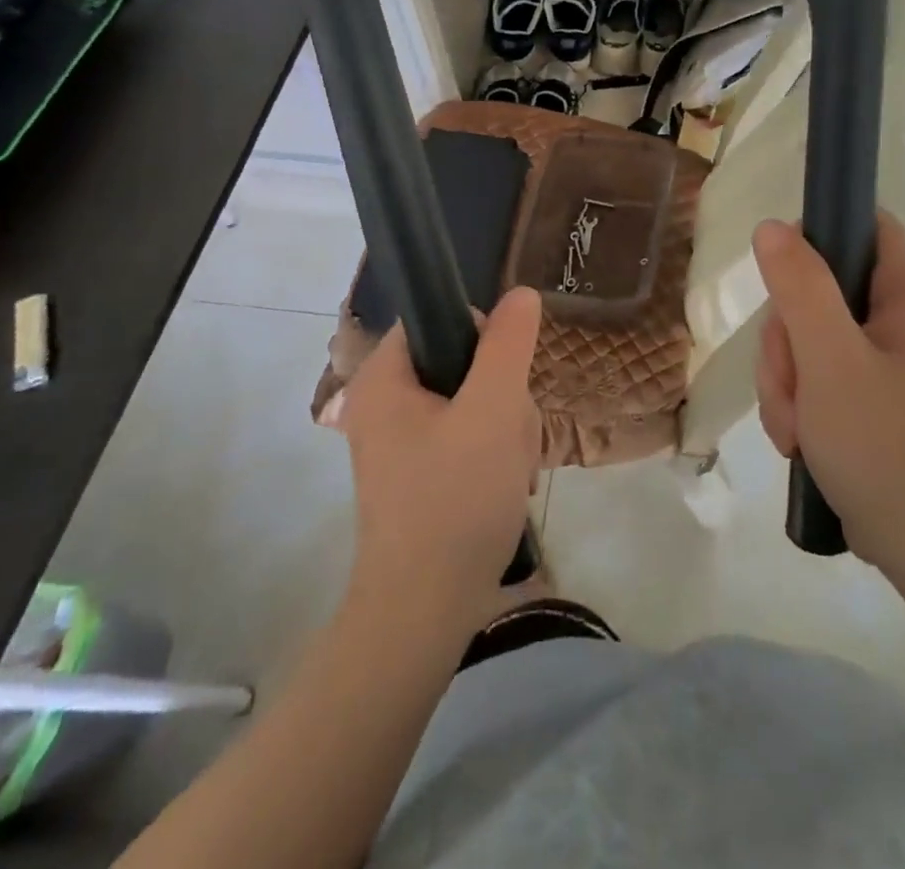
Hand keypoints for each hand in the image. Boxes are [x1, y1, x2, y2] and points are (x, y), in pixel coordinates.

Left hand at [339, 289, 542, 622]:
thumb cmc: (455, 499)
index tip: (502, 379)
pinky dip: (495, 456)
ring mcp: (402, 443)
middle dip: (501, 396)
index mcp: (383, 378)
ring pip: (475, 402)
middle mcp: (384, 404)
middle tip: (508, 436)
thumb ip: (508, 344)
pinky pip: (470, 438)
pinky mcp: (421, 475)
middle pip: (462, 362)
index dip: (480, 338)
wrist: (425, 612)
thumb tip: (521, 294)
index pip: (438, 318)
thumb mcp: (493, 409)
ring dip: (506, 429)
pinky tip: (504, 486)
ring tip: (509, 470)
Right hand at [753, 213, 904, 587]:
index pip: (857, 223)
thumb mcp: (831, 362)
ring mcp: (889, 354)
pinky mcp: (874, 390)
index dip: (810, 241)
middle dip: (788, 340)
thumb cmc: (887, 448)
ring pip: (808, 334)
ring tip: (799, 428)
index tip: (781, 288)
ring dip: (787, 379)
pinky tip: (803, 440)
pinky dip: (800, 402)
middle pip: (819, 285)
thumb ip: (800, 287)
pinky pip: (817, 371)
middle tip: (793, 387)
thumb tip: (772, 227)